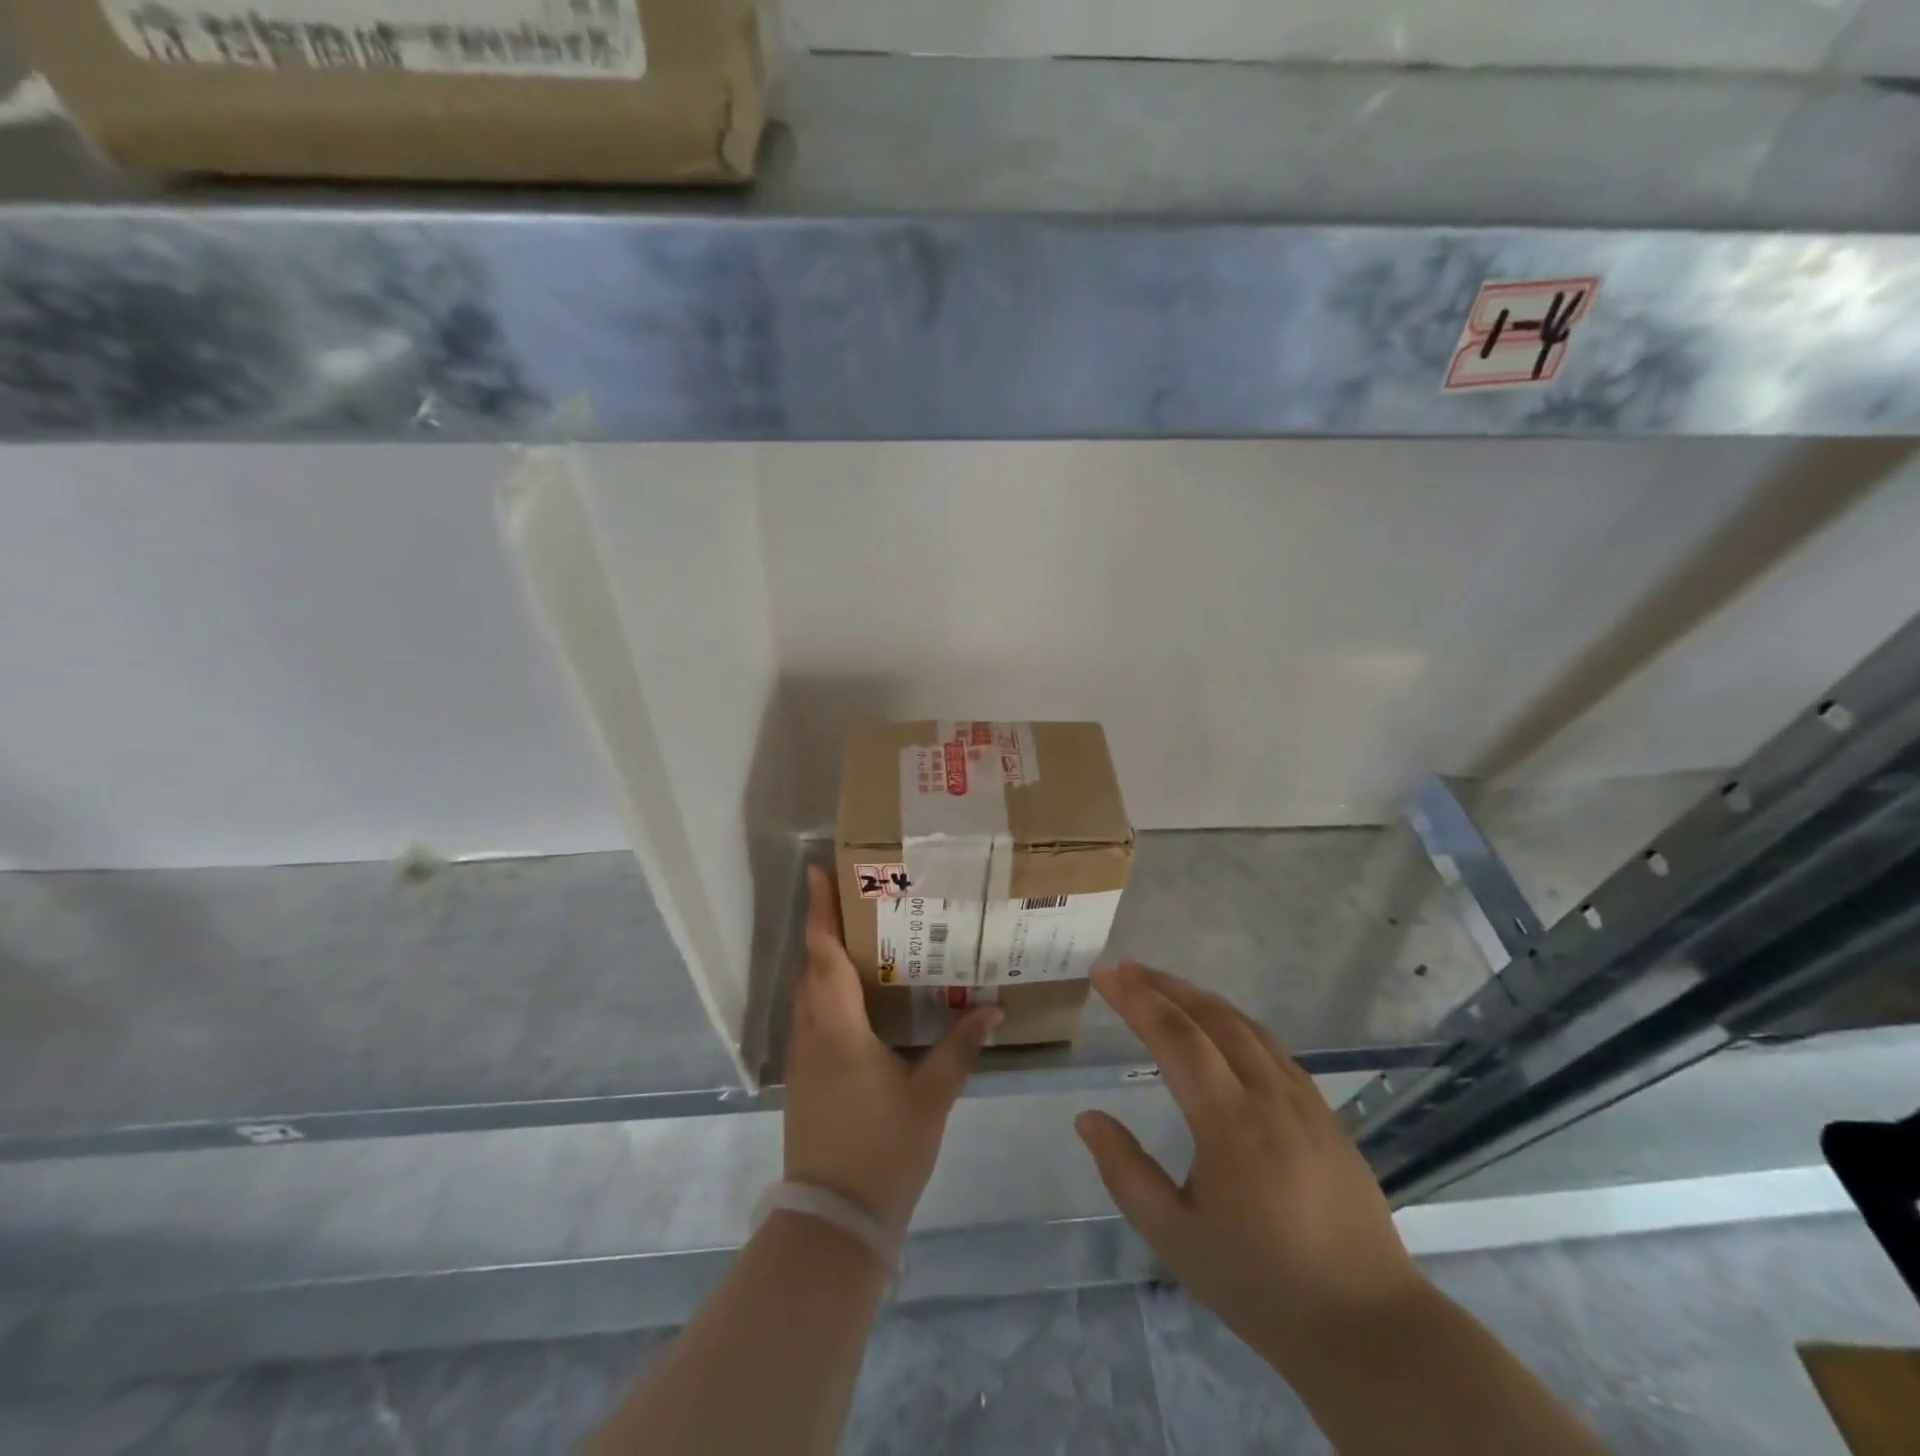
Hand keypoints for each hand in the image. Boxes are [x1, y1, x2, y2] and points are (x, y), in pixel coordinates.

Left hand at [782, 865, 1001, 1241]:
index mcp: (836, 1028)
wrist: (833, 1222)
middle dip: (826, 927)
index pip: (823, 955)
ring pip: (808, 993)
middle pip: (811, 967)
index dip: (821, 911)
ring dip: (824, 960)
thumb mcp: (931, 1096)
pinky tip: (858, 998)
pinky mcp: (805, 1079)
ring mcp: (802, 1059)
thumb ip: (960, 1047)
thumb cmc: (882, 1150)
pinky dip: (828, 992)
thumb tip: (993, 1008)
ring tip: (860, 936)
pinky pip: (812, 1017)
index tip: (819, 871)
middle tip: (857, 896)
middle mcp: (811, 1034)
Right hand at [1075, 963, 1425, 1367]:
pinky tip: (1222, 1030)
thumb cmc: (1260, 1284)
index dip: (1136, 999)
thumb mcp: (1175, 1238)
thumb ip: (1126, 1172)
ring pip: (1245, 1025)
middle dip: (1163, 985)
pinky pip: (1272, 1047)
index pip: (1175, 1037)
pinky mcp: (1325, 1113)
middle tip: (1124, 968)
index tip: (1103, 974)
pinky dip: (1234, 1022)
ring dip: (1199, 997)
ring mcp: (1303, 1100)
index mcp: (1229, 1121)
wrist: (1369, 1327)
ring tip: (1163, 987)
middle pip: (1211, 1016)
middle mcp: (1268, 1094)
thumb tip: (1088, 1118)